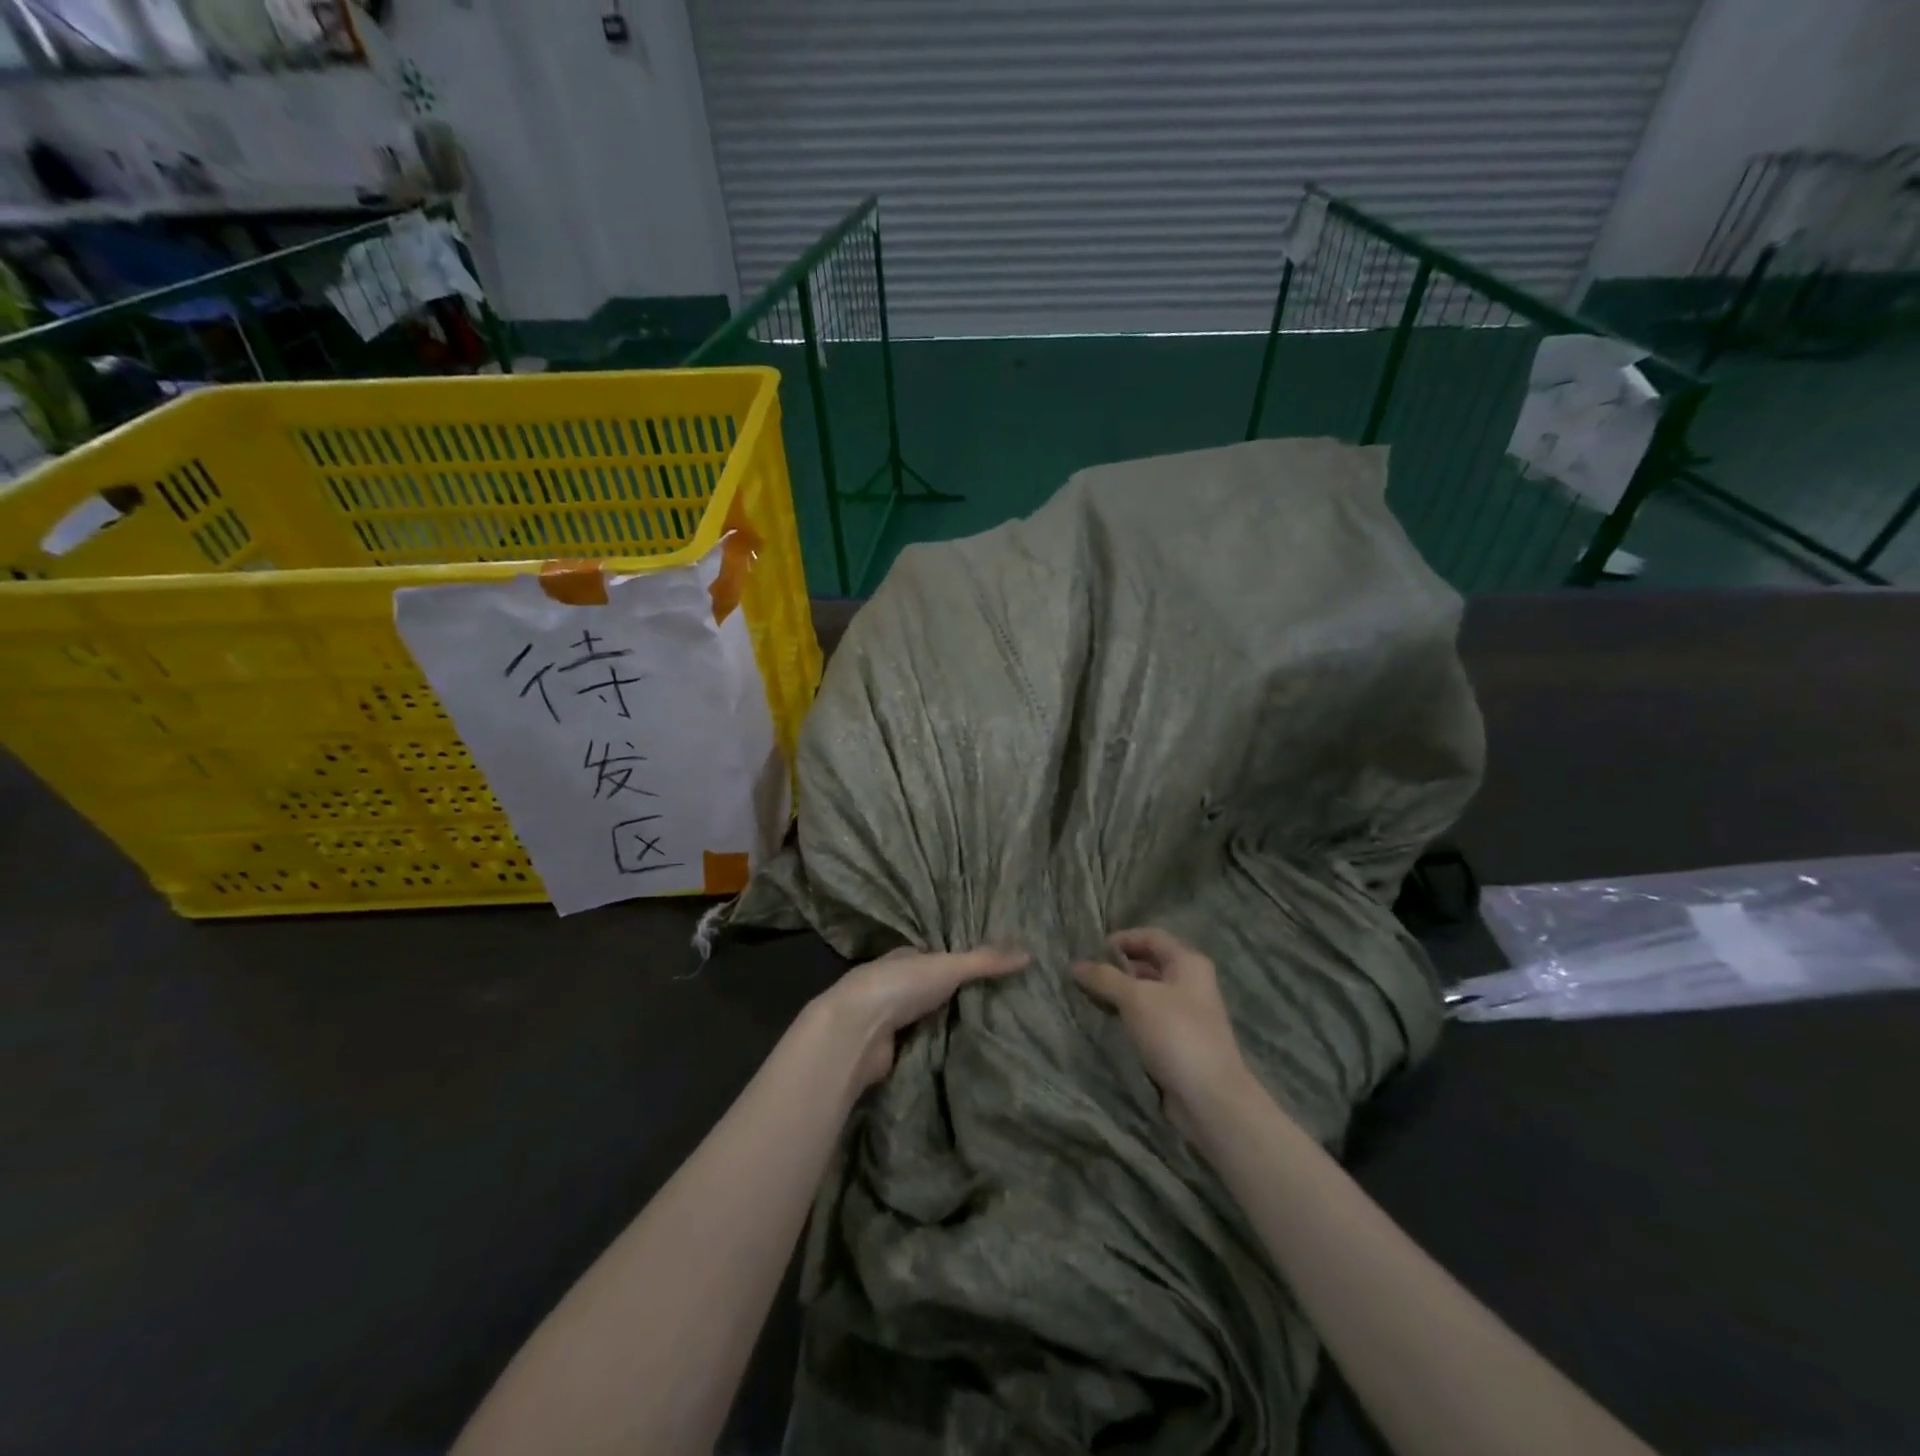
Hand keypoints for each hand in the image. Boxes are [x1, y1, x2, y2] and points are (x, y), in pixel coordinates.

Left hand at [811, 946, 1029, 1089]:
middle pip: (929, 990)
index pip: (933, 957)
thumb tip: (1029, 954)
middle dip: (952, 998)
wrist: (857, 1031)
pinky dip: (934, 1051)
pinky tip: (959, 1058)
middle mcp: (893, 985)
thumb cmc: (900, 986)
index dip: (956, 963)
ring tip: (984, 1035)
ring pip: (923, 1020)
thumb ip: (985, 962)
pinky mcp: (887, 1051)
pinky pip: (918, 1048)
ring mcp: (887, 1020)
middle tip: (994, 1008)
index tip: (986, 974)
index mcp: (903, 958)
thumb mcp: (949, 967)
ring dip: (943, 1027)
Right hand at [1072, 928, 1252, 1129]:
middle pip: (1149, 964)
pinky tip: (1107, 1021)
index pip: (1151, 936)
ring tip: (1089, 996)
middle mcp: (1190, 983)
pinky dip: (1128, 1016)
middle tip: (1085, 974)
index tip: (1092, 950)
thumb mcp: (1135, 998)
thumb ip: (1104, 978)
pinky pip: (1148, 1018)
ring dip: (1120, 993)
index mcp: (1188, 963)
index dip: (1122, 939)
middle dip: (1117, 967)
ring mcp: (1186, 1013)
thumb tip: (1075, 964)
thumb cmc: (1175, 1033)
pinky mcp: (1178, 1041)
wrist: (1210, 1097)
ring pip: (1147, 993)